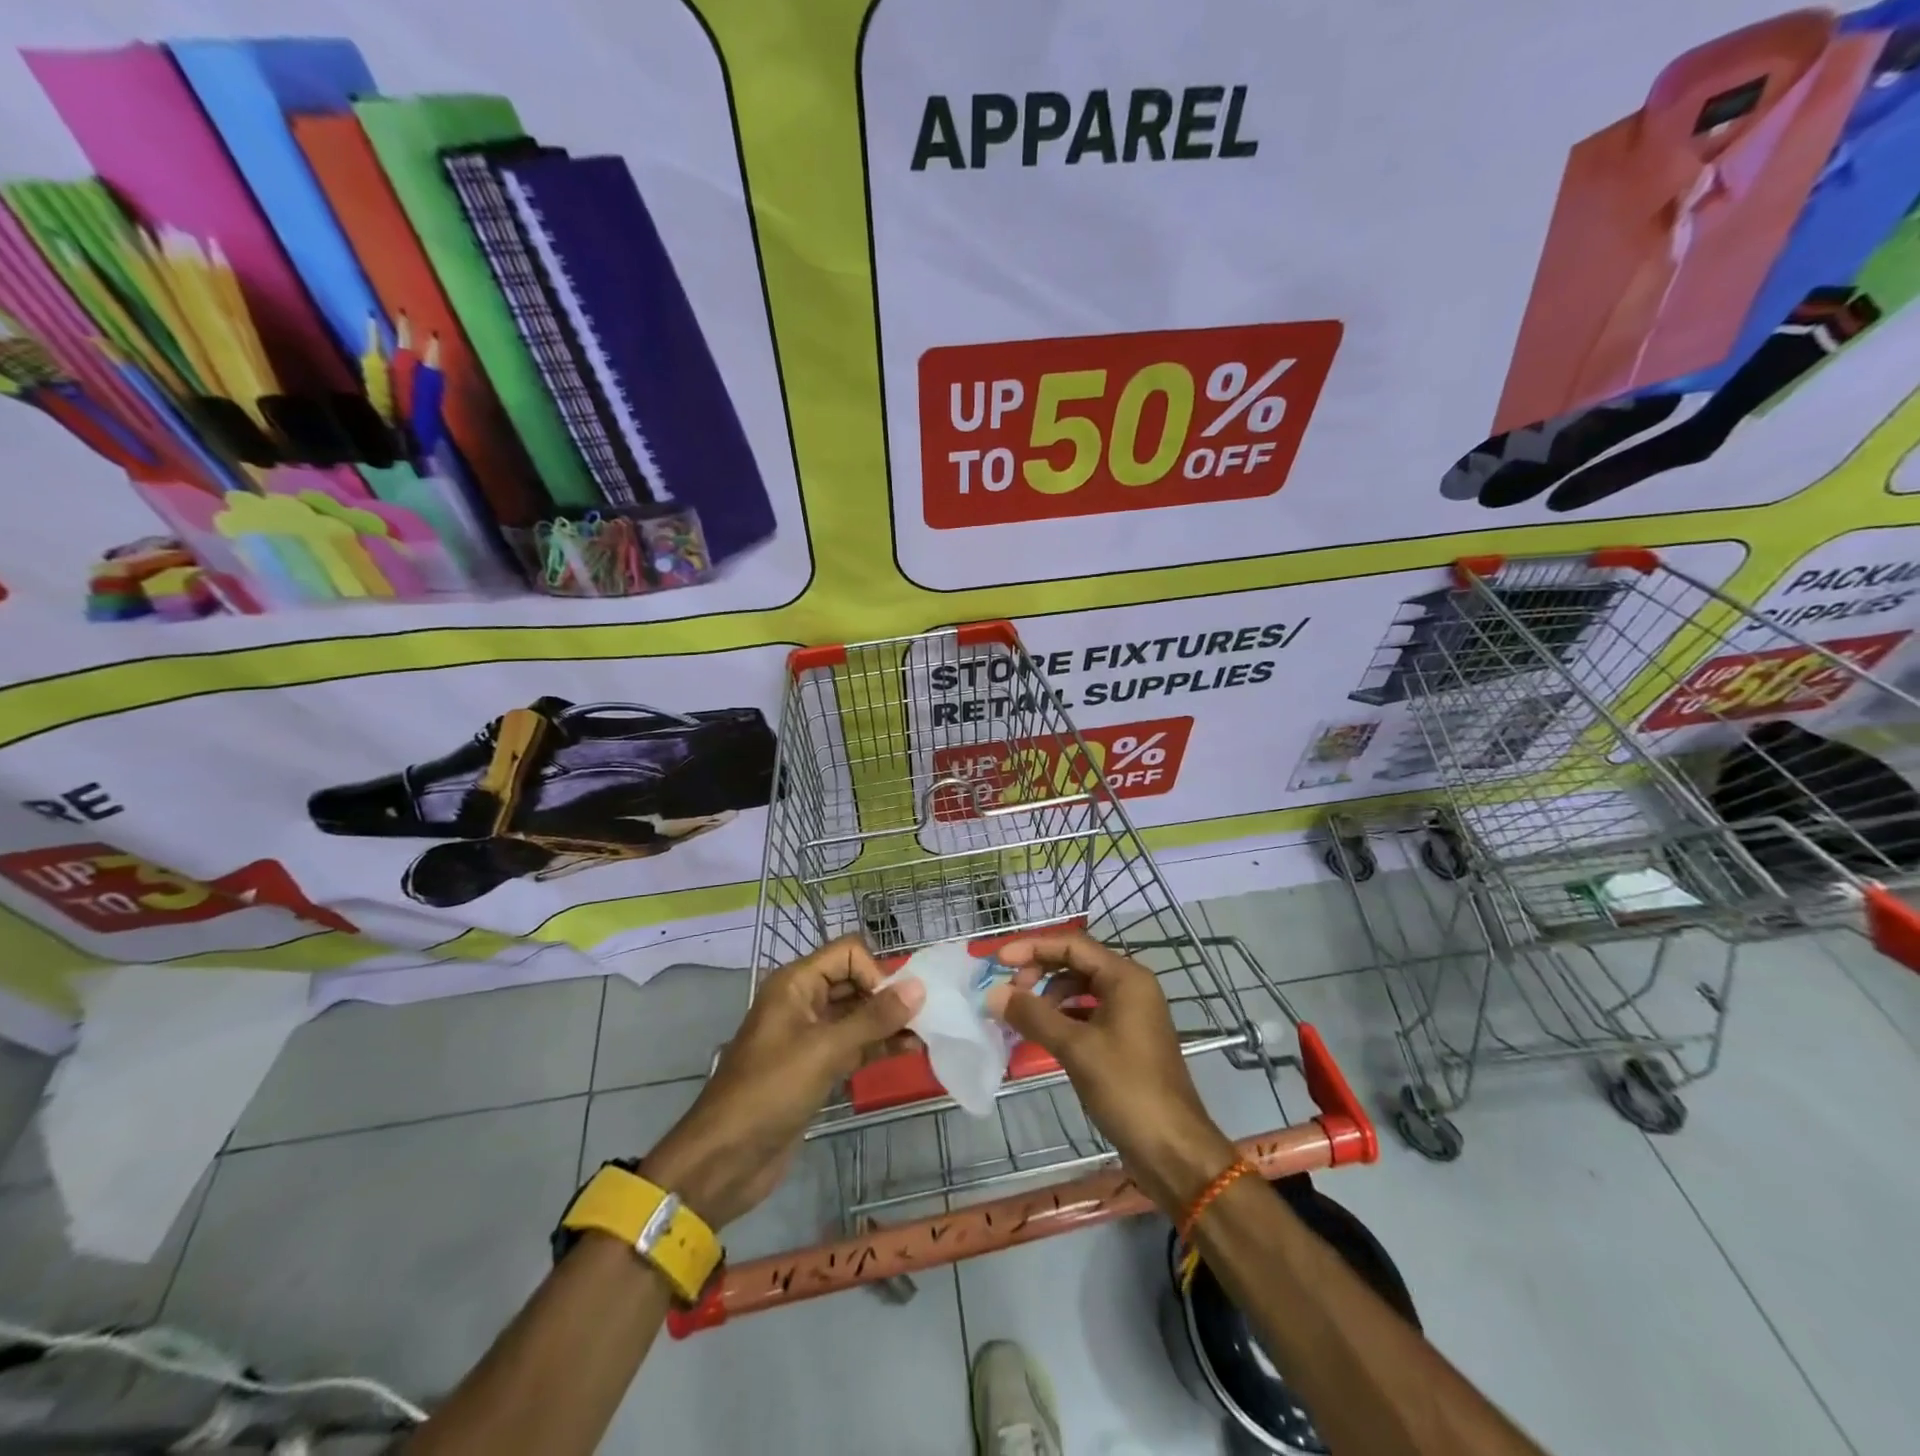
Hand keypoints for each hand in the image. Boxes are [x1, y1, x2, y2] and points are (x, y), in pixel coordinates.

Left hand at [641, 937, 924, 1227]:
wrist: (724, 1160)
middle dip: (887, 996)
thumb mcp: (825, 1050)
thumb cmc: (770, 1092)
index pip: (848, 953)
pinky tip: (908, 1052)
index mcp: (795, 983)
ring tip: (924, 1036)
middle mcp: (803, 1001)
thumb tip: (918, 987)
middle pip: (854, 981)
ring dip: (888, 1022)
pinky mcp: (815, 1066)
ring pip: (856, 1015)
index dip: (875, 972)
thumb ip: (874, 1018)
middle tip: (922, 1019)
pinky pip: (853, 1044)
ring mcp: (808, 1035)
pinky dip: (878, 1045)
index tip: (895, 1006)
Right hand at [986, 932, 1236, 1213]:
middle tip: (1009, 993)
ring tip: (1023, 1017)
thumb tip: (993, 994)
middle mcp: (1131, 987)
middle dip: (1040, 971)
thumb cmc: (1127, 1089)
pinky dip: (1064, 1018)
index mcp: (1126, 977)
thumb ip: (1033, 1016)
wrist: (1173, 1150)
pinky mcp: (1127, 1040)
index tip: (999, 962)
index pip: (1072, 945)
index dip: (1033, 948)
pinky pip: (1089, 1014)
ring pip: (1082, 989)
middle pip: (1077, 963)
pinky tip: (1043, 1035)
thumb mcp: (1075, 1048)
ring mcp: (1131, 1014)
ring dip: (1050, 996)